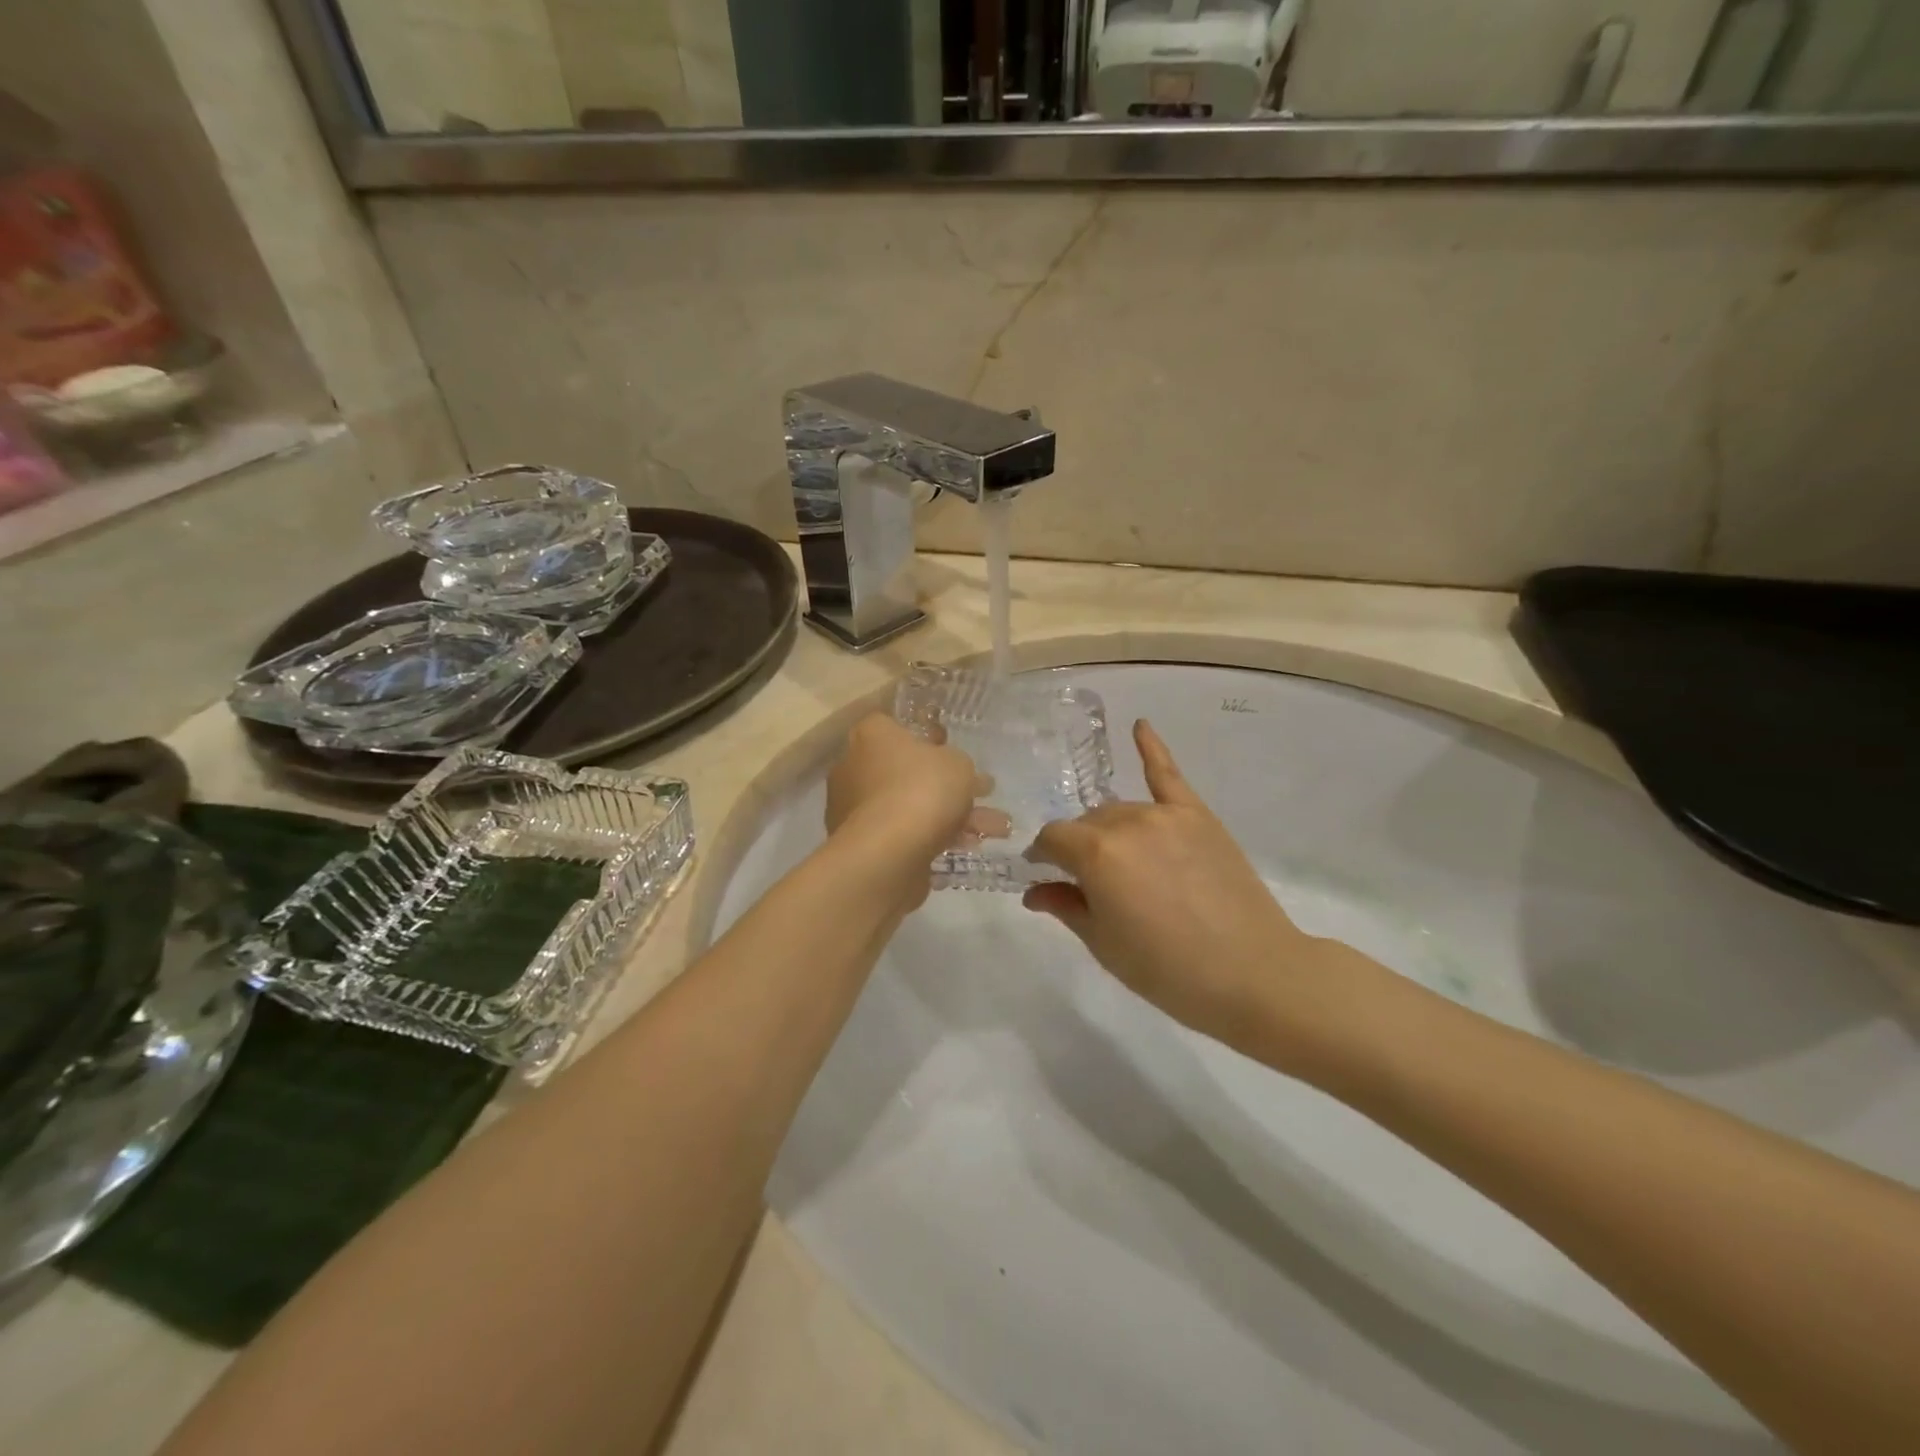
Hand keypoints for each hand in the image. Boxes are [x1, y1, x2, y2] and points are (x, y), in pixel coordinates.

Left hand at [825, 714, 992, 889]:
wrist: (888, 852)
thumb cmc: (921, 789)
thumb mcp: (958, 764)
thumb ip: (959, 763)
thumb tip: (959, 773)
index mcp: (872, 736)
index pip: (895, 725)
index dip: (926, 735)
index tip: (951, 748)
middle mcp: (856, 768)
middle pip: (908, 770)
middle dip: (949, 784)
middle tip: (983, 792)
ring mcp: (858, 808)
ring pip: (914, 805)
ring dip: (955, 815)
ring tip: (997, 829)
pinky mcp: (867, 843)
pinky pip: (909, 833)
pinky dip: (939, 837)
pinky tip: (972, 847)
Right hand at [1026, 720, 1355, 1062]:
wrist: (1253, 974)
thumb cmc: (1168, 971)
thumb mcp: (1104, 945)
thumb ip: (1066, 906)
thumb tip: (1034, 891)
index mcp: (1095, 854)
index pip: (1053, 839)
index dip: (1044, 858)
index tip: (1046, 878)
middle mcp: (1126, 822)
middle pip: (1087, 822)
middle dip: (1078, 847)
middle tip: (1091, 884)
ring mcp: (1166, 814)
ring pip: (1120, 808)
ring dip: (1109, 829)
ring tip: (1122, 862)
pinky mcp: (1199, 815)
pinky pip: (1168, 774)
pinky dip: (1151, 748)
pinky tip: (1139, 725)